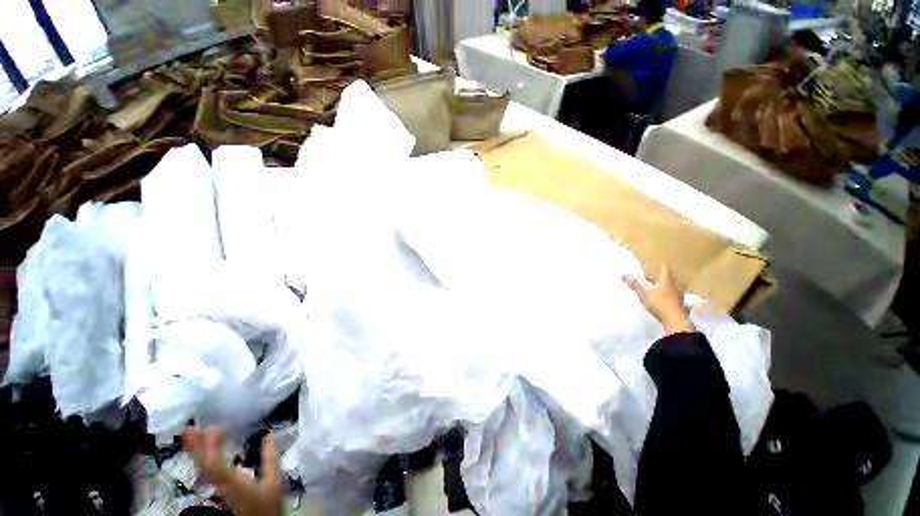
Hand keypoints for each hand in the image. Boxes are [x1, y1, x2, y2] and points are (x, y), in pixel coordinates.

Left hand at [185, 429, 282, 515]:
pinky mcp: (219, 487)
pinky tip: (205, 450)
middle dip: (196, 447)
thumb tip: (269, 436)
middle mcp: (221, 484)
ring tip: (193, 435)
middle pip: (202, 465)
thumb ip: (270, 458)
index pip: (214, 463)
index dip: (211, 446)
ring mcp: (218, 487)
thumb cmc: (268, 502)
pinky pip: (206, 471)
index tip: (216, 428)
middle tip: (192, 428)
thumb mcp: (274, 479)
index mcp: (233, 481)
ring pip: (201, 468)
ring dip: (196, 451)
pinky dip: (203, 458)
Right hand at [623, 265, 695, 335]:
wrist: (676, 321)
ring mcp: (678, 297)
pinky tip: (664, 300)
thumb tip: (622, 274)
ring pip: (672, 288)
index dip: (662, 266)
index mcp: (667, 281)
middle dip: (663, 277)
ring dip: (666, 287)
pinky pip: (673, 298)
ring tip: (659, 288)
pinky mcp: (679, 306)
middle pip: (669, 279)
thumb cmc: (661, 303)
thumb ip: (634, 284)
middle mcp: (675, 287)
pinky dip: (668, 297)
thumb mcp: (644, 294)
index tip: (660, 263)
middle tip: (656, 276)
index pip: (665, 270)